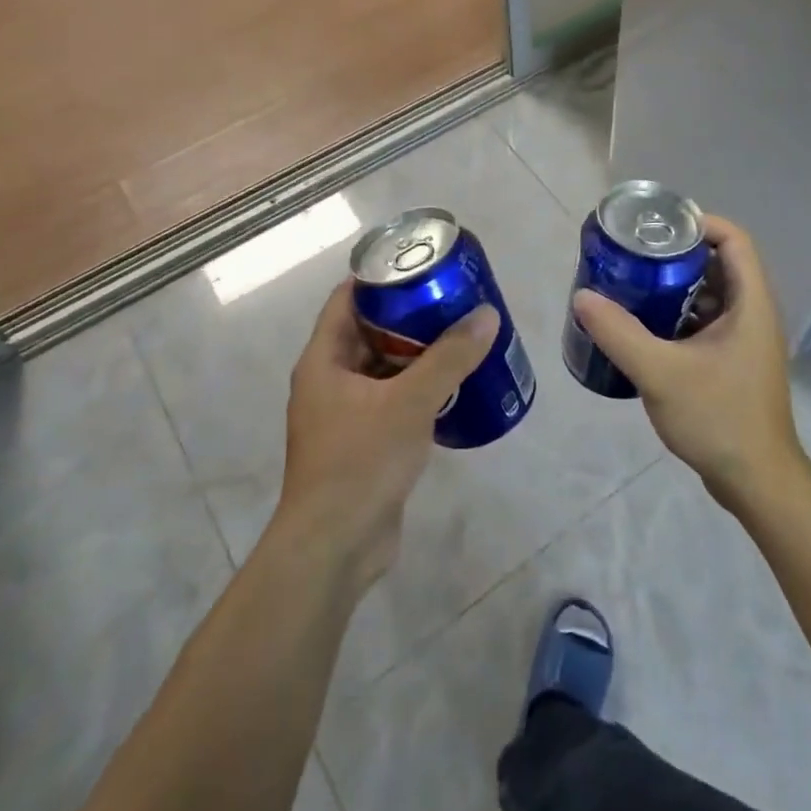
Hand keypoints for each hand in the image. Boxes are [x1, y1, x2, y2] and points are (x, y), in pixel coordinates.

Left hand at [276, 280, 498, 585]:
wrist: (336, 547)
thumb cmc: (361, 462)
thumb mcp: (409, 402)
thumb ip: (450, 357)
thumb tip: (486, 315)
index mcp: (323, 360)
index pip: (347, 299)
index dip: (381, 277)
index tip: (420, 264)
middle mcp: (329, 381)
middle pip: (369, 332)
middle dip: (409, 316)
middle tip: (452, 300)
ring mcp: (344, 414)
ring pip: (384, 369)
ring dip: (417, 354)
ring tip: (461, 336)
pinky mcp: (363, 443)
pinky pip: (392, 401)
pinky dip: (418, 389)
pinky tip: (454, 386)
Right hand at [571, 215, 805, 511]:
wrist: (756, 481)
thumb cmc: (718, 418)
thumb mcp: (661, 373)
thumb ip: (619, 334)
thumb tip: (582, 297)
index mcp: (750, 303)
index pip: (734, 239)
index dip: (698, 223)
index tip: (656, 227)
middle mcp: (754, 313)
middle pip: (719, 264)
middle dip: (677, 255)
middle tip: (633, 256)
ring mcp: (746, 340)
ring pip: (711, 295)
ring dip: (675, 287)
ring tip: (632, 287)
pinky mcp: (734, 362)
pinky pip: (706, 323)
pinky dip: (678, 317)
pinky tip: (645, 329)